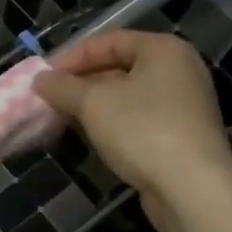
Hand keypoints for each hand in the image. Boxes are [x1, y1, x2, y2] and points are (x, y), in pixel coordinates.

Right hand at [32, 31, 231, 218]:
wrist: (192, 190)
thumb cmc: (141, 129)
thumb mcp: (91, 102)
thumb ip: (61, 86)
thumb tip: (40, 80)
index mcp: (163, 50)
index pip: (108, 41)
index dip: (72, 56)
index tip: (45, 76)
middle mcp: (179, 71)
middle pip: (119, 68)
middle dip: (81, 83)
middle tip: (51, 97)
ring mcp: (184, 106)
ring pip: (127, 97)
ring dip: (93, 105)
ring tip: (63, 117)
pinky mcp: (182, 137)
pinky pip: (139, 120)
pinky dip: (112, 124)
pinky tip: (89, 137)